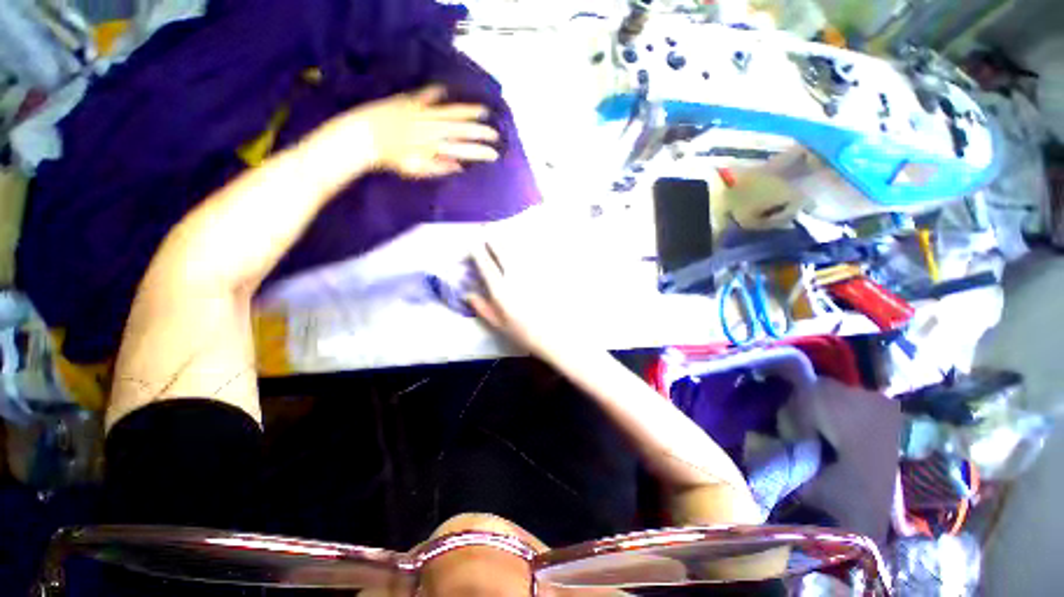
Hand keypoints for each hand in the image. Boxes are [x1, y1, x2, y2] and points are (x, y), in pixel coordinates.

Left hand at [347, 85, 499, 177]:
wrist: (362, 137)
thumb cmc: (389, 159)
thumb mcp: (416, 170)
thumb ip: (439, 168)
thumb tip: (459, 167)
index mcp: (432, 146)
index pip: (463, 149)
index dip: (480, 152)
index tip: (494, 154)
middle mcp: (430, 127)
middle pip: (461, 129)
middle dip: (480, 132)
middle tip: (496, 135)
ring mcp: (420, 112)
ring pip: (449, 112)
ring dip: (467, 111)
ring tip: (484, 111)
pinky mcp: (408, 101)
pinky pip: (425, 96)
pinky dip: (434, 93)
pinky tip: (445, 89)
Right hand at [466, 242, 589, 360]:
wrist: (554, 336)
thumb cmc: (524, 333)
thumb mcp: (499, 324)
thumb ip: (483, 308)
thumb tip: (468, 294)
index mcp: (501, 290)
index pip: (486, 265)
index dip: (478, 252)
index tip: (473, 243)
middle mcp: (515, 277)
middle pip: (502, 251)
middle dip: (493, 239)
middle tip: (487, 230)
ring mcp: (532, 273)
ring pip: (518, 251)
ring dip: (508, 241)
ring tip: (503, 233)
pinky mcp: (545, 274)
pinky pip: (535, 256)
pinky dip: (527, 249)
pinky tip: (525, 245)